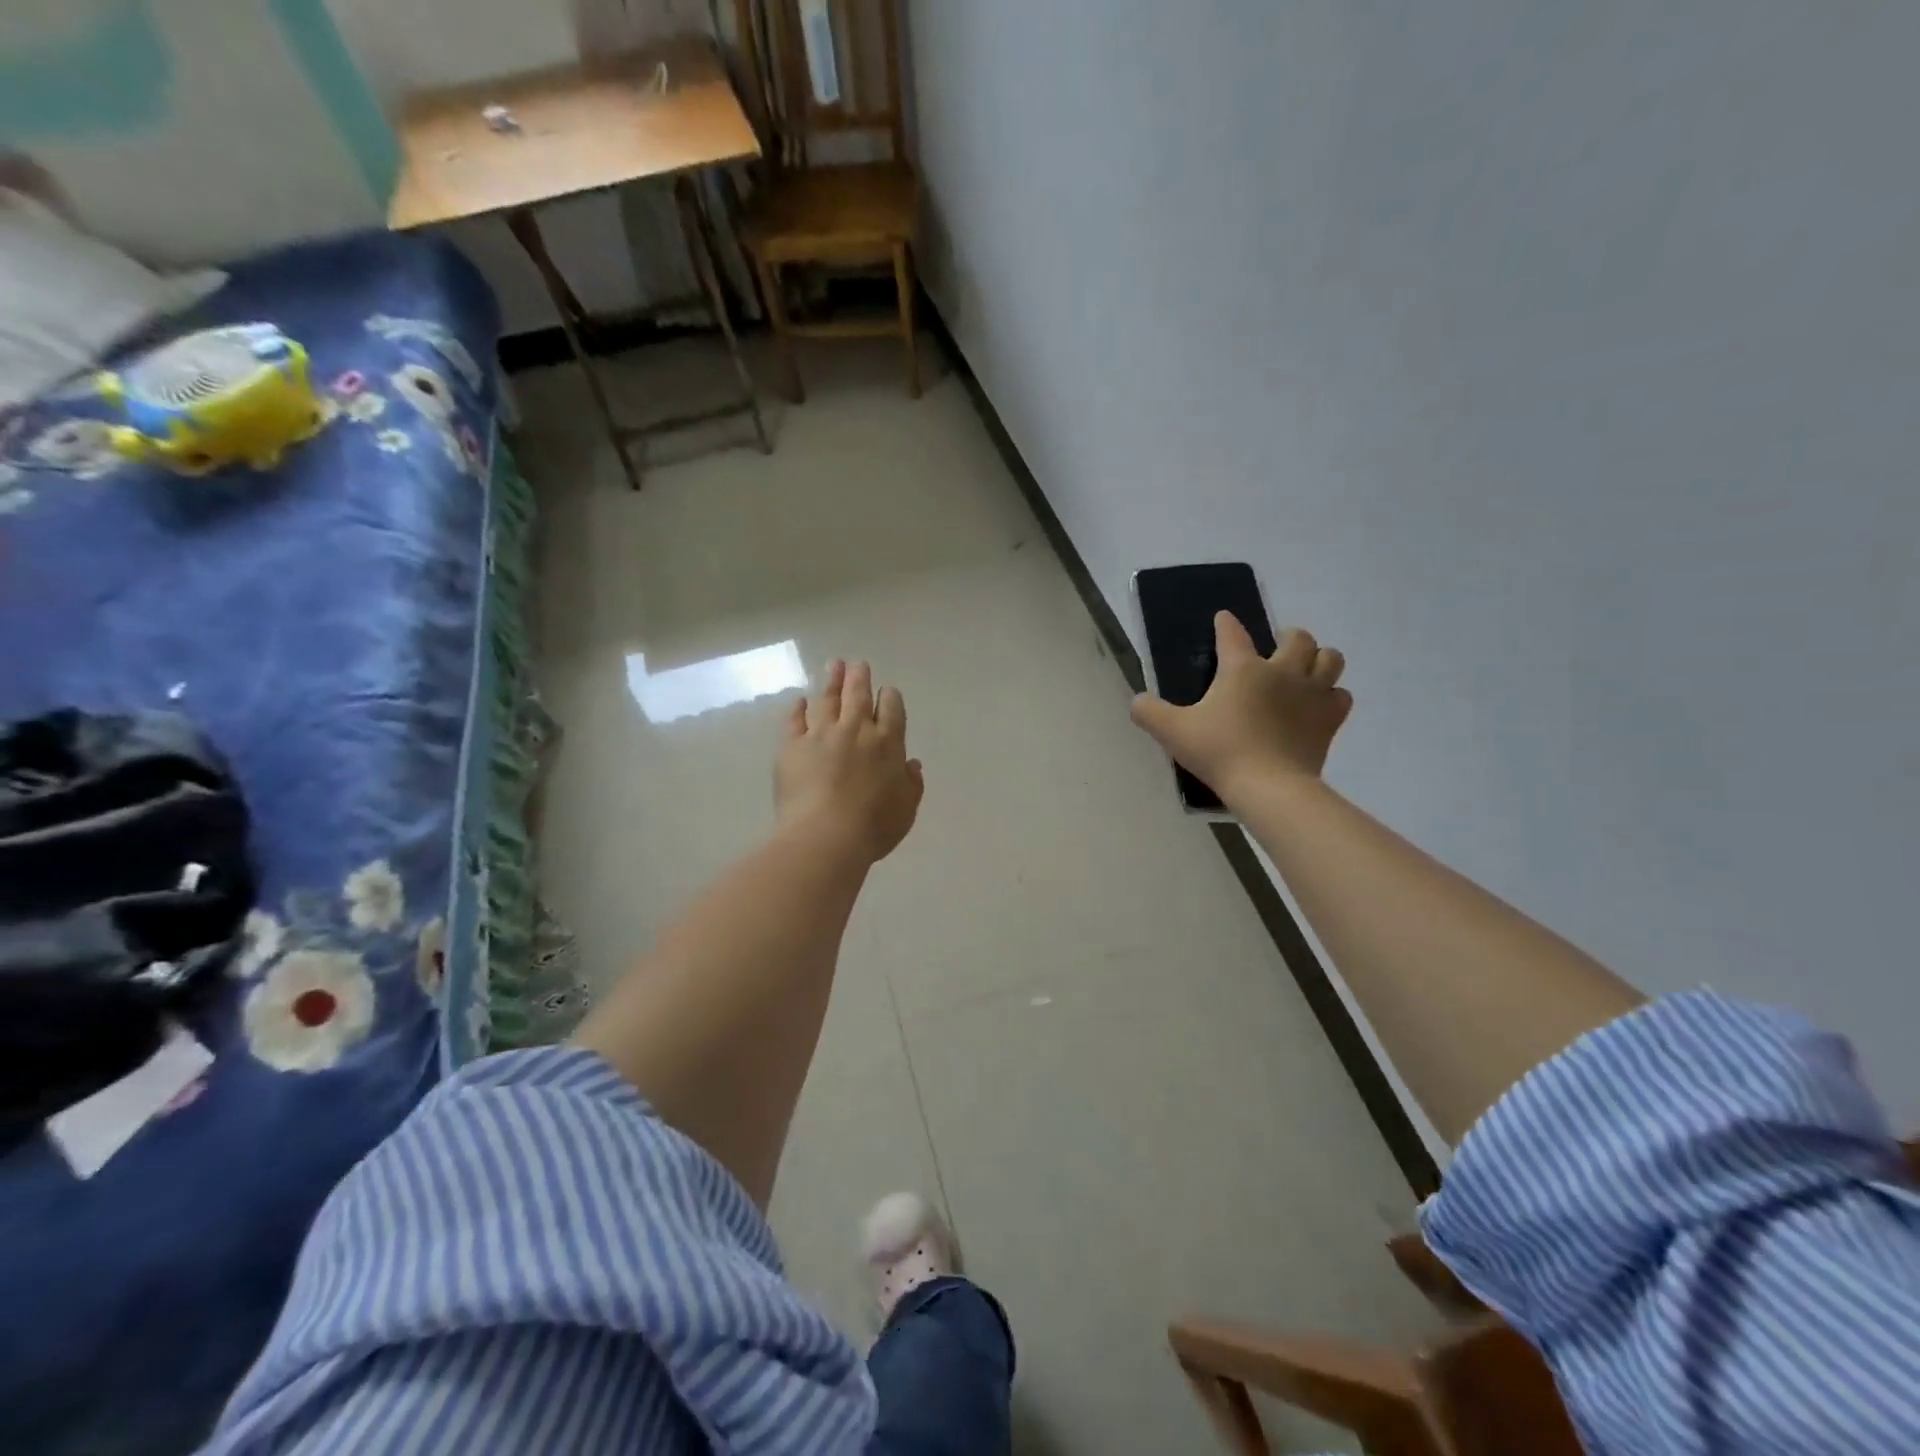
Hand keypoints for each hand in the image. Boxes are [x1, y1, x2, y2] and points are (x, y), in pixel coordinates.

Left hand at [776, 660, 924, 862]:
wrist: (826, 836)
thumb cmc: (874, 827)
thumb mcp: (906, 809)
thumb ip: (911, 783)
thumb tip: (911, 763)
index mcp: (888, 743)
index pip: (891, 709)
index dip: (890, 697)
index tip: (887, 692)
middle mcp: (856, 730)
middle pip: (858, 695)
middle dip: (860, 677)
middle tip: (858, 665)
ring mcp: (821, 735)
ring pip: (827, 699)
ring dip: (832, 681)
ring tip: (834, 665)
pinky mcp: (792, 746)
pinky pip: (795, 721)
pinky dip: (798, 709)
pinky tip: (799, 701)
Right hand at [1130, 615, 1351, 802]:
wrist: (1268, 787)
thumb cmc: (1220, 752)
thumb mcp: (1172, 732)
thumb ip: (1149, 712)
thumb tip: (1136, 701)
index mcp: (1243, 669)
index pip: (1233, 634)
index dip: (1226, 624)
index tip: (1223, 619)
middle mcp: (1282, 672)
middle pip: (1298, 638)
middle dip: (1289, 637)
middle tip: (1277, 649)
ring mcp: (1312, 694)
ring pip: (1330, 659)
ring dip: (1319, 659)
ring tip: (1306, 669)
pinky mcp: (1330, 720)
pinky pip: (1340, 696)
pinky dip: (1331, 695)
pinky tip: (1319, 705)